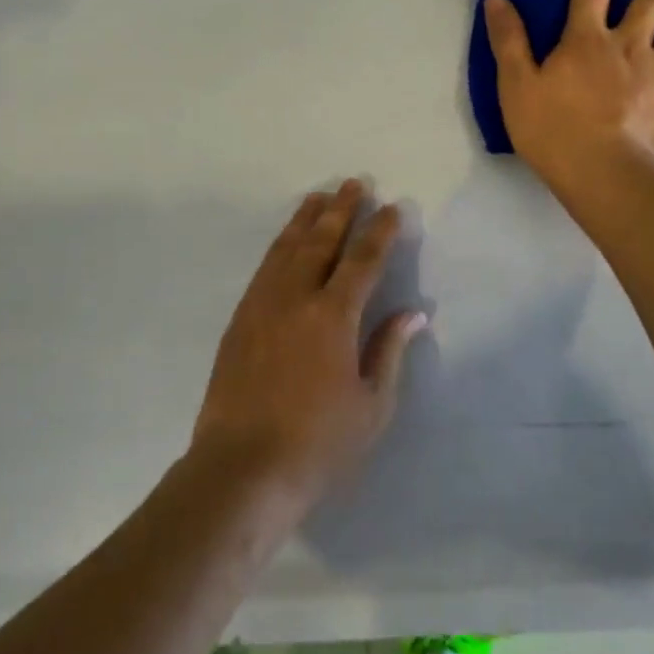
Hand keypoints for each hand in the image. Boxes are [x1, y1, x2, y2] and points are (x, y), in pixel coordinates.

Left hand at [191, 180, 425, 508]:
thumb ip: (389, 351)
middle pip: (322, 241)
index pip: (363, 260)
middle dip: (341, 210)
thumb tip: (413, 313)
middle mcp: (296, 298)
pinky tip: (285, 241)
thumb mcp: (372, 406)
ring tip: (319, 197)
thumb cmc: (318, 444)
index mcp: (334, 316)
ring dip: (306, 220)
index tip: (391, 208)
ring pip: (287, 248)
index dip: (380, 232)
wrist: (241, 469)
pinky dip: (279, 246)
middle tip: (354, 183)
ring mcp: (262, 305)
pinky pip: (264, 268)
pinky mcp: (240, 320)